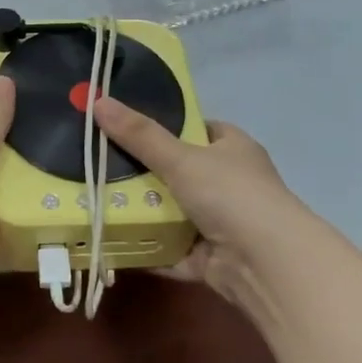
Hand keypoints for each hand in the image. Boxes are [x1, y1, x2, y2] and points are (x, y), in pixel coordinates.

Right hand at [92, 97, 315, 305]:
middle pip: (179, 172)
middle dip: (144, 172)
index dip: (166, 125)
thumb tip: (98, 100)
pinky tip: (113, 243)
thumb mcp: (181, 157)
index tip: (128, 127)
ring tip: (96, 200)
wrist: (264, 262)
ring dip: (143, 211)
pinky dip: (148, 248)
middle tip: (101, 164)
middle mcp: (230, 183)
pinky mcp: (209, 258)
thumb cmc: (230, 194)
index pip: (198, 129)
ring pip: (173, 212)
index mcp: (232, 149)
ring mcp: (221, 222)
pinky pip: (171, 249)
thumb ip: (140, 134)